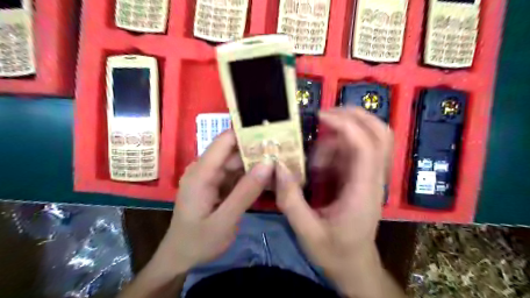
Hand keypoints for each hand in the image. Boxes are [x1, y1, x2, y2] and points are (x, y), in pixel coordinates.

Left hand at [156, 131, 272, 273]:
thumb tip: (268, 163)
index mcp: (201, 173)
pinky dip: (250, 176)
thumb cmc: (198, 242)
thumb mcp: (224, 220)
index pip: (225, 141)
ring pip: (236, 162)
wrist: (179, 258)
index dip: (247, 133)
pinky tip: (268, 177)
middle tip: (284, 150)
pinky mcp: (216, 185)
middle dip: (257, 149)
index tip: (272, 133)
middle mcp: (204, 169)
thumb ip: (246, 192)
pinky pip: (236, 175)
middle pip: (233, 151)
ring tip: (281, 162)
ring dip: (256, 163)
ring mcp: (210, 177)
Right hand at [278, 108, 392, 296]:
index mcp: (363, 191)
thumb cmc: (334, 252)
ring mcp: (369, 177)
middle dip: (355, 116)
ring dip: (341, 134)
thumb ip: (290, 200)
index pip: (366, 147)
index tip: (320, 117)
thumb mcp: (307, 231)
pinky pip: (354, 152)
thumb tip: (277, 166)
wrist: (355, 266)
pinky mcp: (362, 178)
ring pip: (369, 139)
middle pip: (380, 134)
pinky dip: (336, 148)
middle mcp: (372, 179)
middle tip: (324, 116)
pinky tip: (317, 164)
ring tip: (314, 154)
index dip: (346, 125)